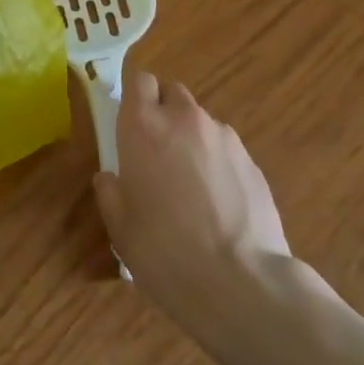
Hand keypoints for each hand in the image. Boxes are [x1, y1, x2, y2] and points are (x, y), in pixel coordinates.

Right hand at [93, 73, 288, 312]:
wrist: (240, 283)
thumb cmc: (164, 251)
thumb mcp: (120, 227)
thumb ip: (111, 192)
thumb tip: (110, 178)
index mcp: (144, 126)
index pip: (138, 80)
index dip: (135, 97)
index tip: (130, 122)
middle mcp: (184, 119)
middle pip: (172, 93)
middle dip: (164, 112)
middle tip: (158, 151)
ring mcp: (224, 138)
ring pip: (202, 122)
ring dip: (192, 139)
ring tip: (192, 185)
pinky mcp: (253, 162)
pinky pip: (227, 150)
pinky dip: (219, 164)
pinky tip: (219, 205)